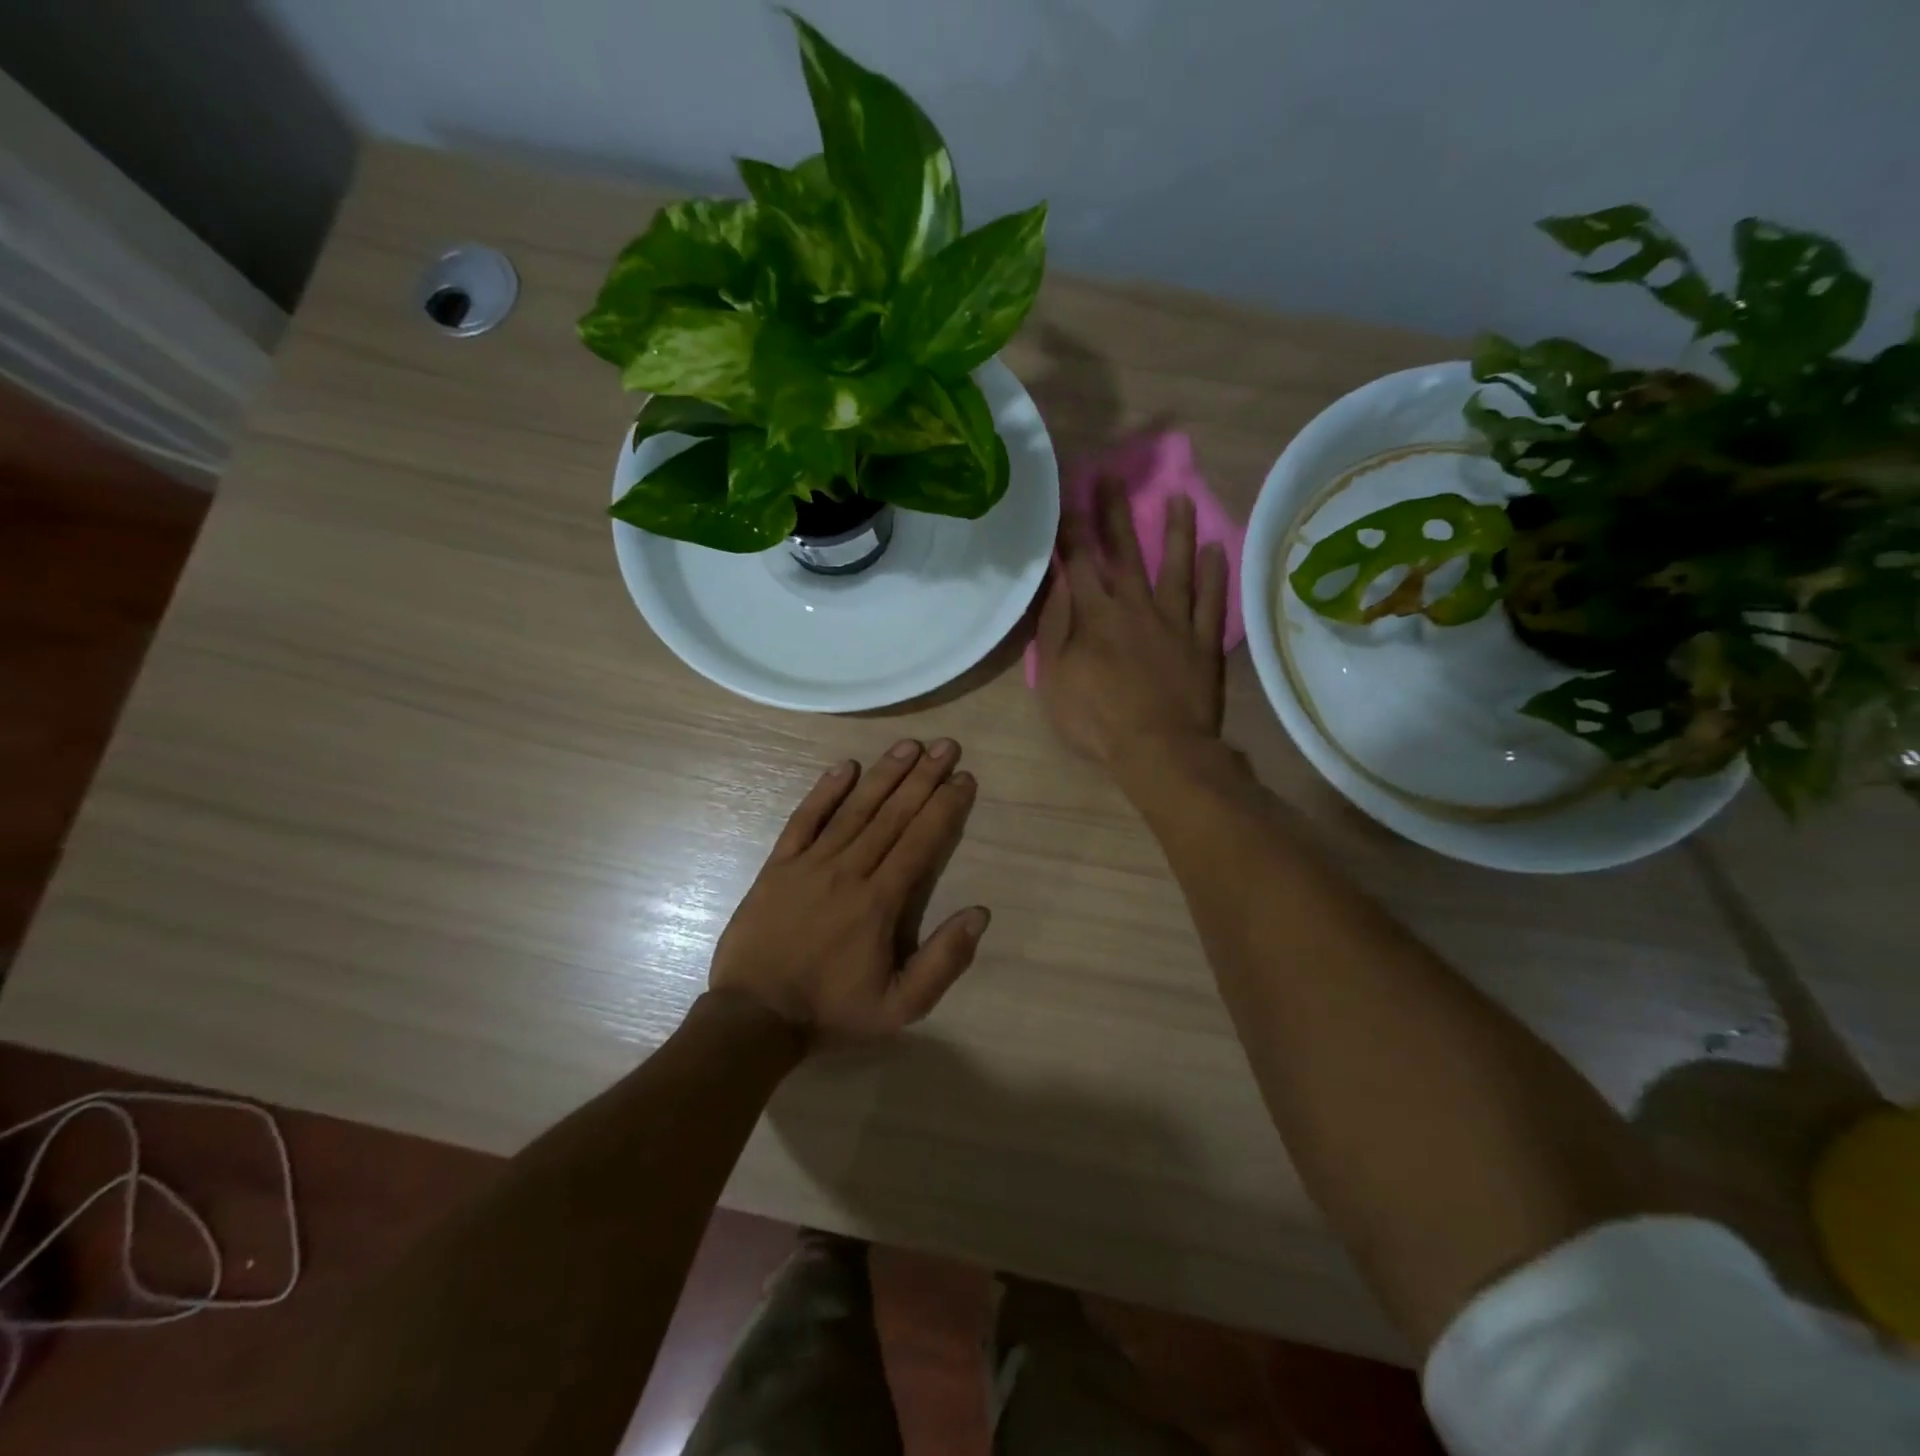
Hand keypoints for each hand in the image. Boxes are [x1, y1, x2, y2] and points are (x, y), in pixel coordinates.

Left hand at [709, 740, 987, 1042]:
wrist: (754, 1018)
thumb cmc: (832, 1011)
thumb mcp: (900, 1007)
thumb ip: (943, 961)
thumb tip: (979, 913)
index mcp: (880, 902)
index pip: (921, 842)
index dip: (945, 807)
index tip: (964, 778)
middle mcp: (849, 871)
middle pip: (893, 815)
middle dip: (923, 777)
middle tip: (946, 746)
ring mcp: (810, 864)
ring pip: (854, 809)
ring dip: (884, 774)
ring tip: (909, 745)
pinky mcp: (778, 865)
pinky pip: (804, 820)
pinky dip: (824, 792)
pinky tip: (845, 767)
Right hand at [1036, 479, 1227, 768]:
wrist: (1158, 748)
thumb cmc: (1097, 719)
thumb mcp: (1056, 679)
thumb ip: (1055, 628)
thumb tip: (1057, 583)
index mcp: (1095, 616)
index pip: (1079, 562)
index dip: (1071, 529)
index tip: (1066, 496)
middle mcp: (1135, 607)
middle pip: (1124, 552)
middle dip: (1115, 512)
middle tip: (1112, 476)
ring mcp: (1174, 622)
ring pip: (1175, 566)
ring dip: (1175, 531)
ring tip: (1179, 497)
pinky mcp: (1203, 642)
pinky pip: (1210, 601)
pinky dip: (1213, 574)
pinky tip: (1215, 549)